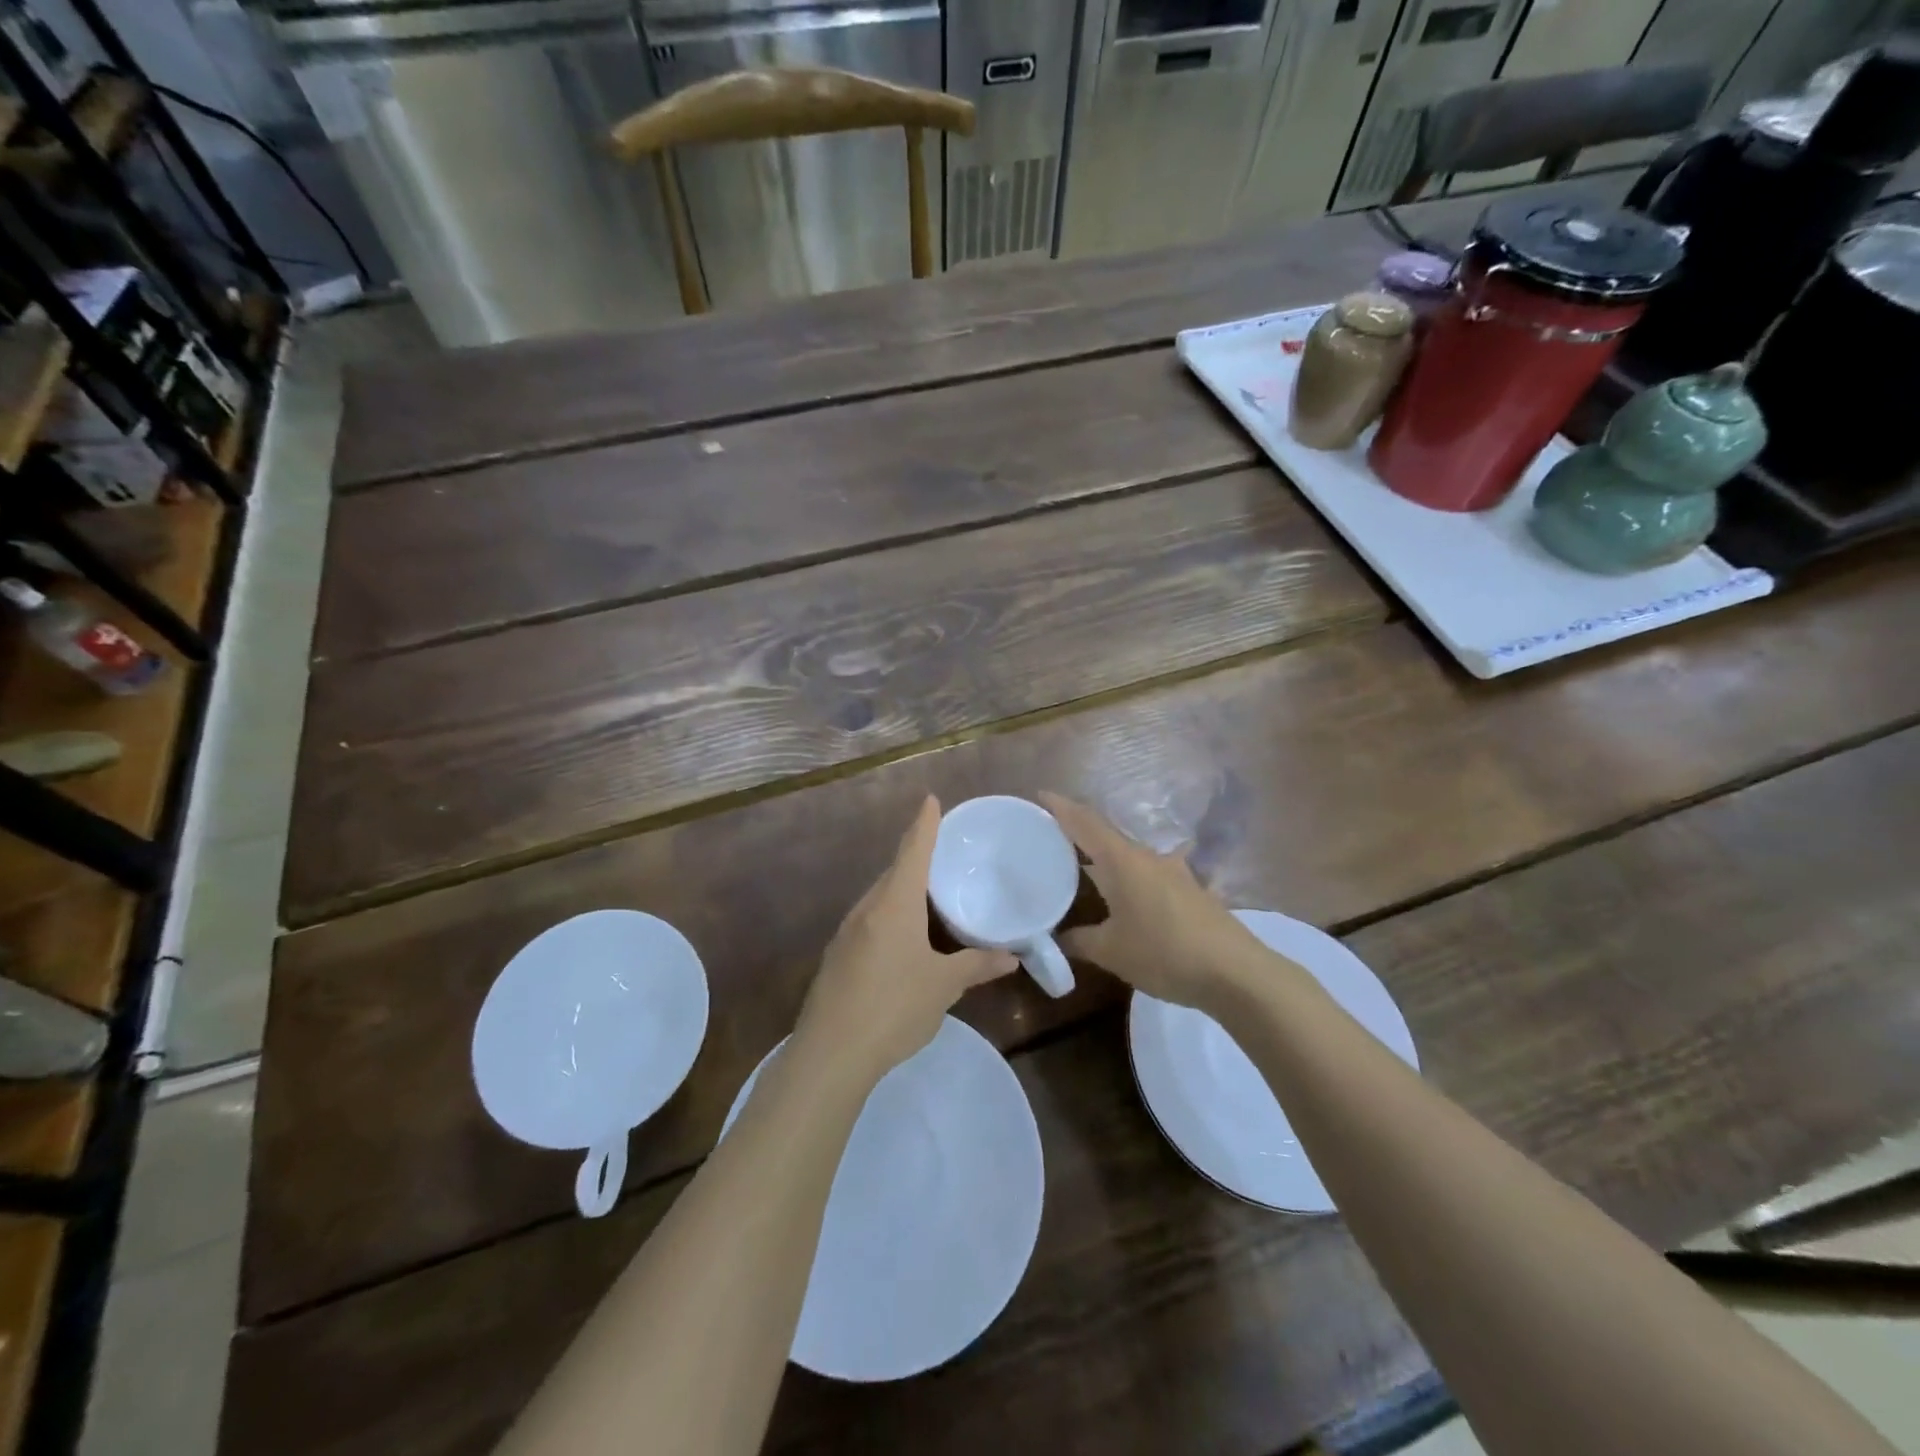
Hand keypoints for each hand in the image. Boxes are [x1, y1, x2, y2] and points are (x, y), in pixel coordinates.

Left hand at [794, 797, 1015, 1086]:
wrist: (830, 1054)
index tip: (930, 800)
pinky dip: (889, 916)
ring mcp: (847, 933)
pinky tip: (902, 940)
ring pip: (879, 899)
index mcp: (894, 904)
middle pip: (894, 873)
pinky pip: (869, 922)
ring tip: (928, 896)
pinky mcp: (837, 957)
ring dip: (902, 891)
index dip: (924, 825)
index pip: (913, 852)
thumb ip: (976, 966)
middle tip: (941, 853)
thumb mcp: (943, 986)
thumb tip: (1011, 957)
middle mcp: (867, 909)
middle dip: (915, 859)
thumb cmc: (894, 1007)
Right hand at [1040, 793, 1271, 1012]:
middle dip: (1079, 832)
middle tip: (1051, 837)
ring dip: (1106, 856)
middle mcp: (1148, 857)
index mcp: (1123, 861)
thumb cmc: (1164, 953)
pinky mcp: (1190, 891)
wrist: (1235, 972)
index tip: (1041, 795)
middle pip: (1107, 835)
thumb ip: (1080, 940)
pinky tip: (1127, 896)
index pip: (1085, 824)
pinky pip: (1149, 874)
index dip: (1061, 808)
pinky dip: (1129, 877)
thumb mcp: (1112, 951)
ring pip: (1129, 855)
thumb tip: (1057, 939)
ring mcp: (1174, 872)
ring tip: (1083, 867)